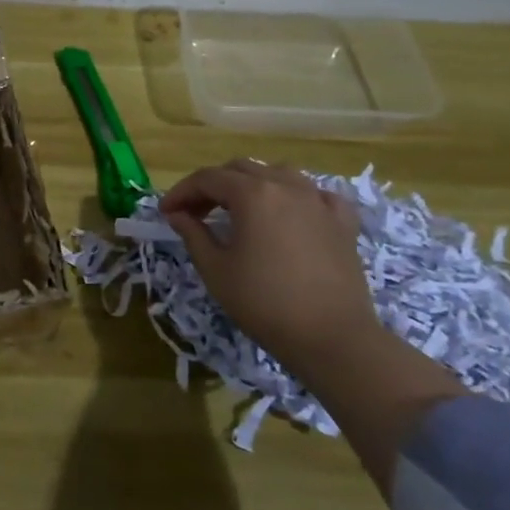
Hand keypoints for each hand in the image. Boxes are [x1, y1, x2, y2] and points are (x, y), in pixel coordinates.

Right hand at [160, 159, 376, 375]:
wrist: (333, 339)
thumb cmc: (264, 303)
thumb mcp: (215, 269)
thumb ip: (193, 234)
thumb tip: (178, 214)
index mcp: (252, 194)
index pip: (207, 178)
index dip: (181, 192)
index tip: (166, 212)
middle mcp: (286, 186)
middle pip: (240, 170)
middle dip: (212, 186)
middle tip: (195, 212)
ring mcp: (318, 202)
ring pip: (279, 173)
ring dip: (252, 184)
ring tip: (240, 208)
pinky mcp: (342, 223)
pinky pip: (316, 194)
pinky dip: (297, 197)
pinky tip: (291, 213)